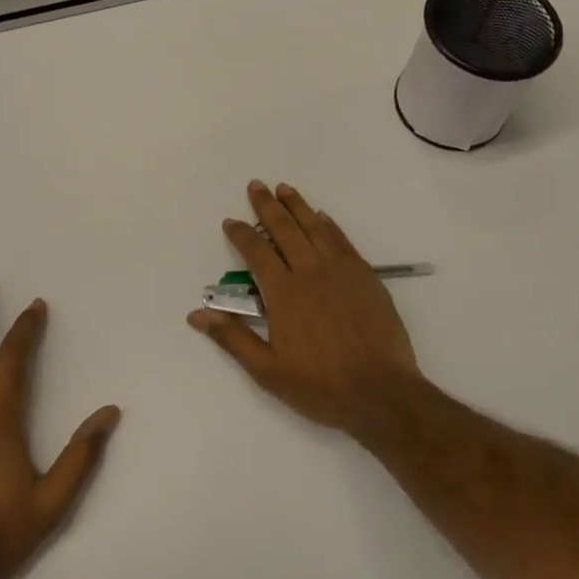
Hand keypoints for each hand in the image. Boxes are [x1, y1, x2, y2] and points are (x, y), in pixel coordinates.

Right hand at [187, 182, 431, 434]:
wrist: (381, 393)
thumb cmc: (320, 386)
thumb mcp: (267, 370)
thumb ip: (233, 338)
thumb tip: (197, 314)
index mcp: (284, 294)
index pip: (256, 253)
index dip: (241, 234)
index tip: (231, 221)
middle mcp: (310, 273)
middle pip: (285, 230)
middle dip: (268, 206)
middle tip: (257, 185)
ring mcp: (341, 272)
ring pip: (315, 228)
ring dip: (298, 206)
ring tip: (285, 188)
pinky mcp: (366, 277)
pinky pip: (343, 242)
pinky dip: (330, 226)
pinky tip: (322, 217)